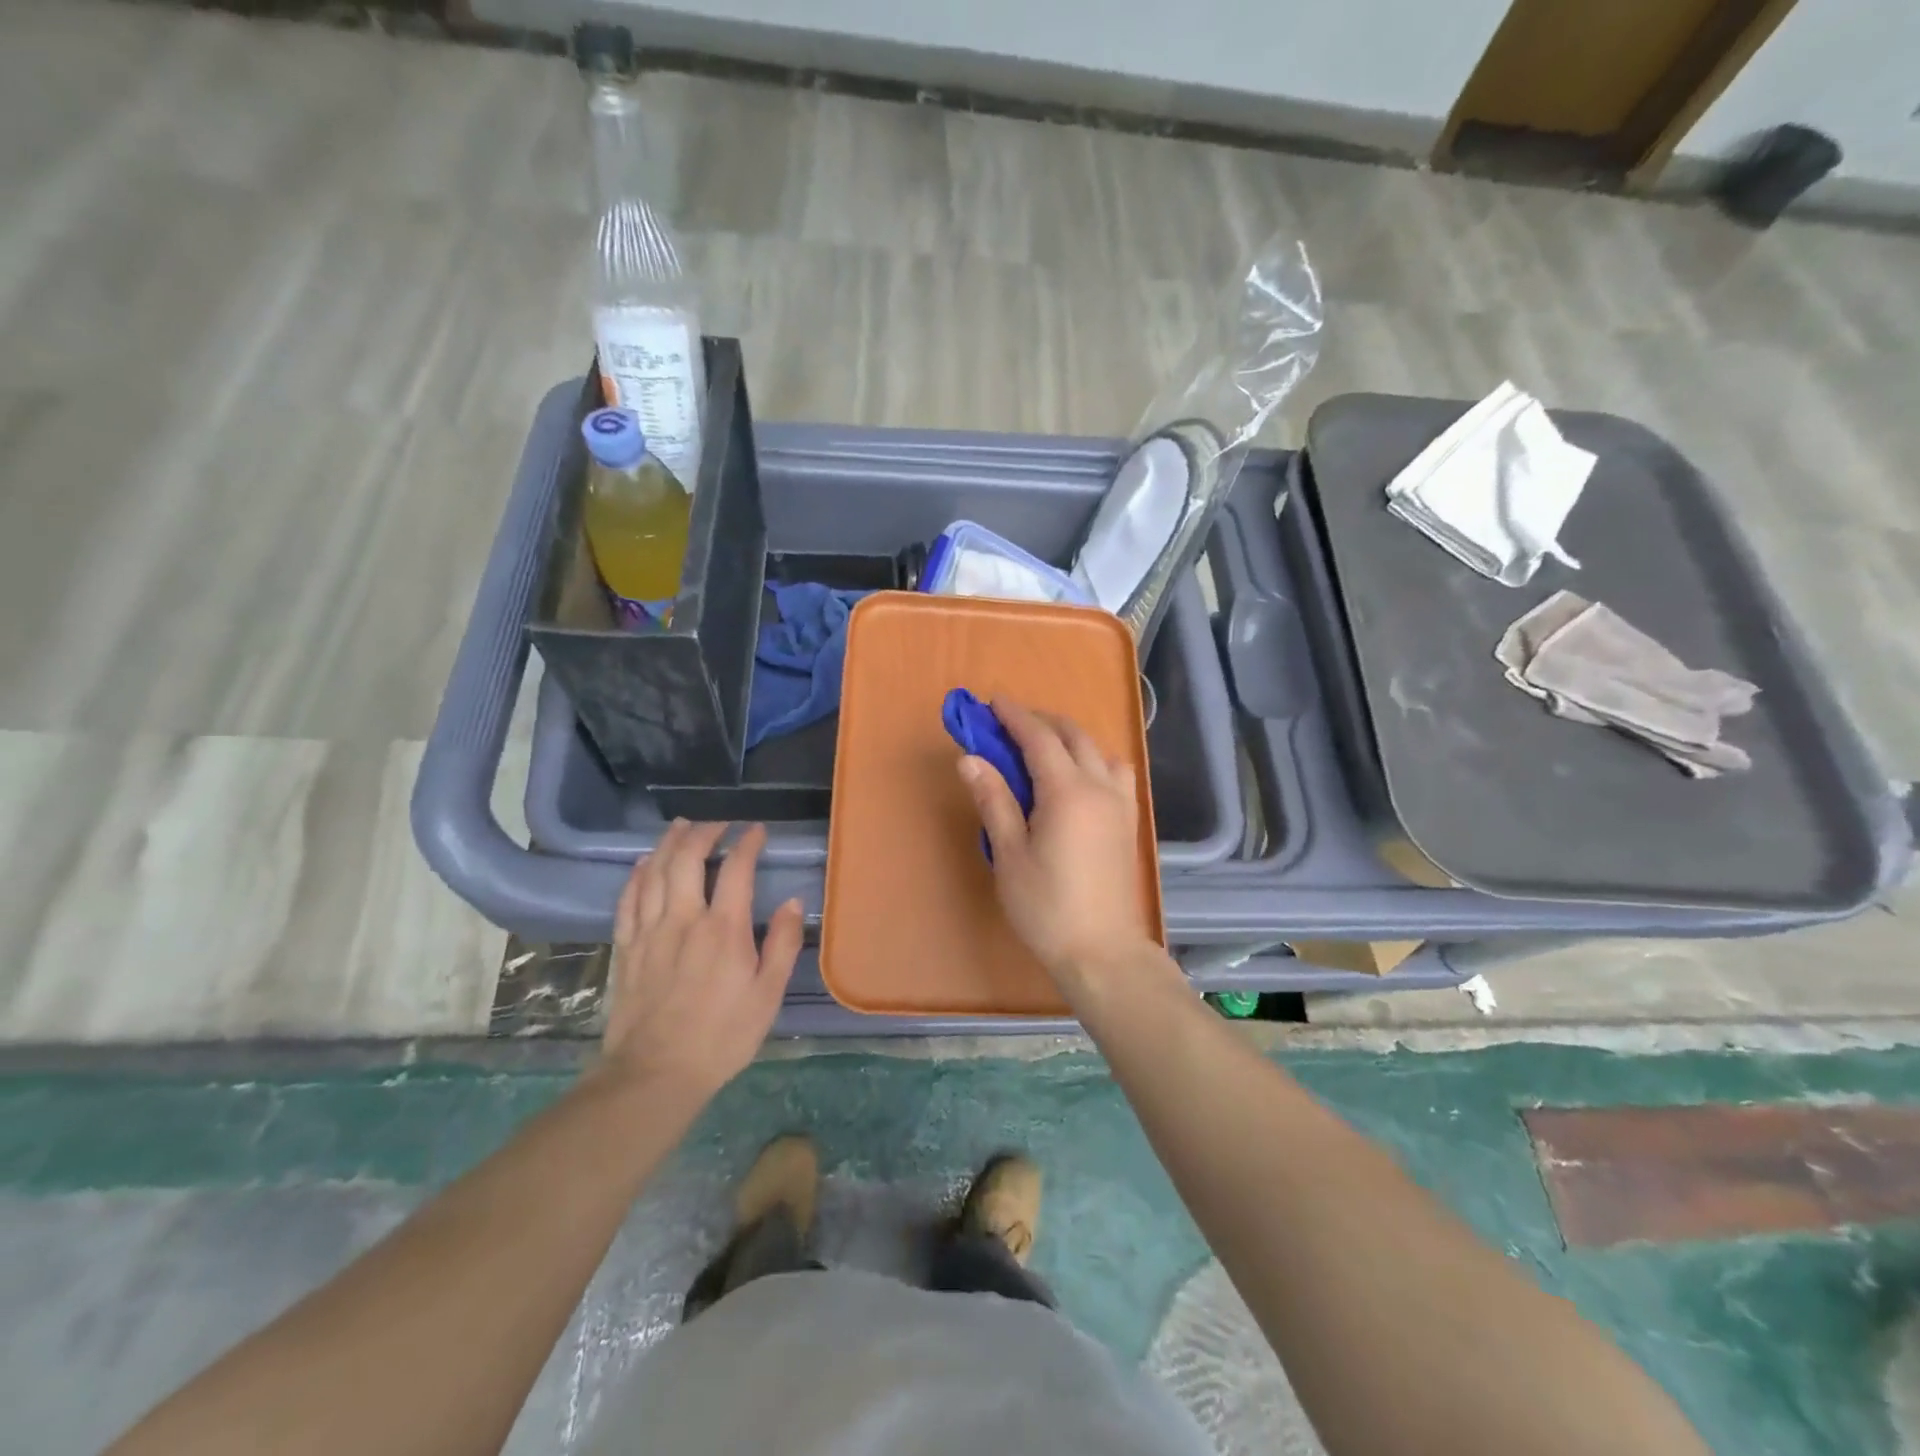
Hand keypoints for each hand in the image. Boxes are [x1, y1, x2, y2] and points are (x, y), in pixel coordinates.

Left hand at [601, 821, 803, 1103]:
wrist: (655, 1074)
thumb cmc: (722, 1035)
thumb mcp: (768, 995)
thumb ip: (783, 944)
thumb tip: (793, 902)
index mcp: (723, 929)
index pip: (736, 869)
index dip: (747, 843)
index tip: (757, 830)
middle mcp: (683, 919)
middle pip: (687, 859)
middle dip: (704, 832)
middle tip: (718, 823)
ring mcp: (649, 932)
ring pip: (653, 872)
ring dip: (668, 843)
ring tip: (681, 826)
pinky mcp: (626, 949)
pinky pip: (627, 900)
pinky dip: (636, 875)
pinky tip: (642, 864)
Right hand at [957, 700, 1158, 984]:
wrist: (1102, 951)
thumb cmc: (1046, 907)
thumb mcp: (1009, 854)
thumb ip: (994, 800)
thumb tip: (969, 758)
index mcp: (1067, 792)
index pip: (1039, 738)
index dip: (1015, 716)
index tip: (992, 702)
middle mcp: (1100, 787)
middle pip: (1072, 736)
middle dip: (1040, 721)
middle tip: (1008, 723)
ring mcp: (1121, 803)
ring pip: (1098, 750)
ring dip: (1070, 737)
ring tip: (1042, 748)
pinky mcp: (1129, 822)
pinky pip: (1115, 772)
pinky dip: (1093, 758)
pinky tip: (1078, 778)